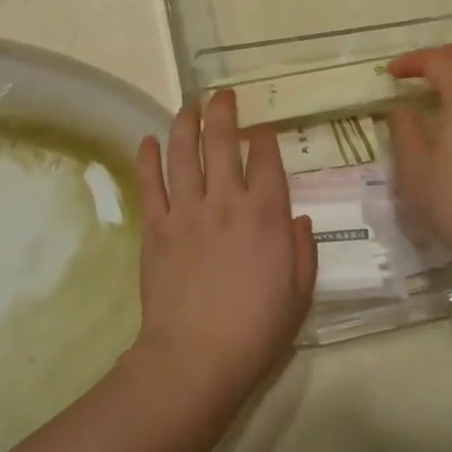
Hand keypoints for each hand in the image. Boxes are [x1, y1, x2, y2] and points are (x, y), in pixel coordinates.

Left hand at [131, 91, 316, 406]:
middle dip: (223, 112)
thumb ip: (304, 250)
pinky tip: (148, 141)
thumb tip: (301, 219)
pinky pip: (150, 183)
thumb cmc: (256, 328)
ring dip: (185, 122)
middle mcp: (226, 201)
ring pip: (184, 153)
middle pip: (221, 142)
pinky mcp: (156, 227)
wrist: (196, 357)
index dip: (264, 138)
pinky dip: (148, 159)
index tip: (262, 129)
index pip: (265, 159)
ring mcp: (187, 211)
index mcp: (266, 214)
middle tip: (222, 94)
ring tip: (188, 104)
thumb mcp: (299, 293)